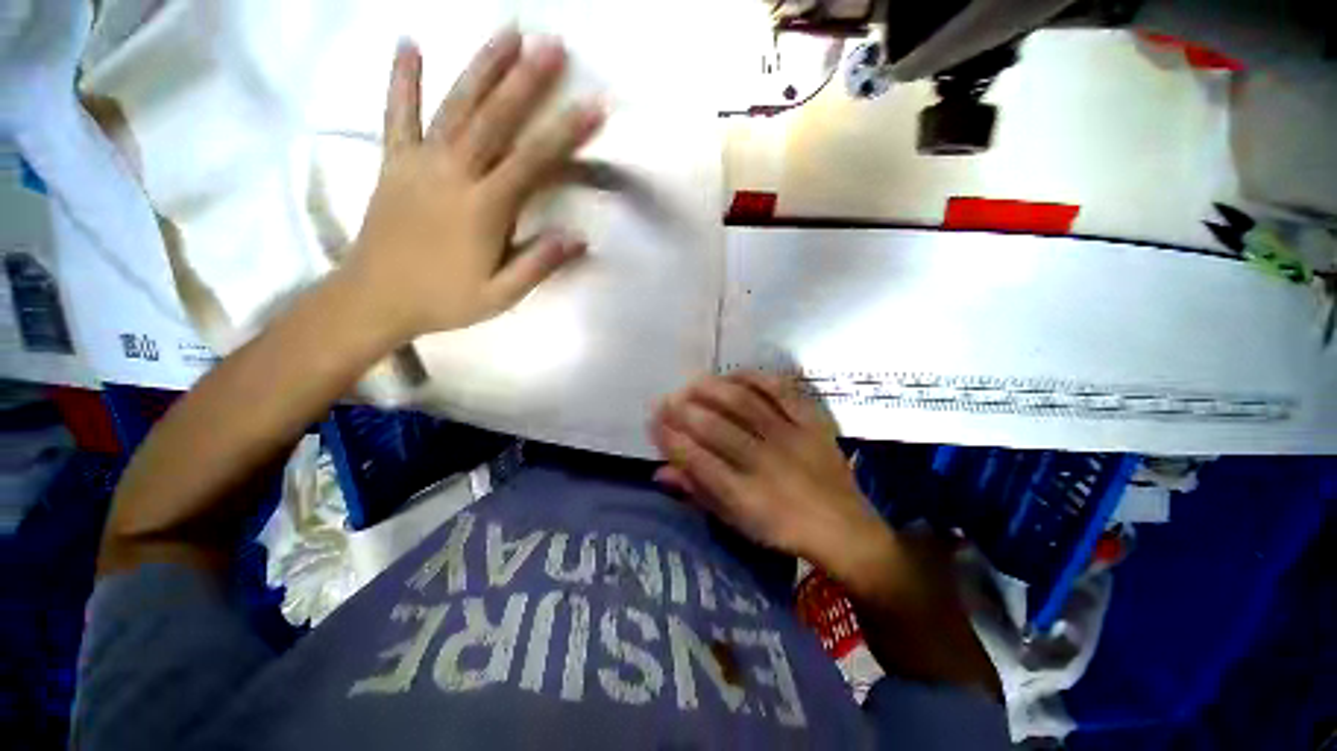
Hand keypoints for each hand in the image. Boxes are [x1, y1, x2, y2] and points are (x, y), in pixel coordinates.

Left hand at [341, 30, 604, 340]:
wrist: (375, 298)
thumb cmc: (444, 299)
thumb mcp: (500, 295)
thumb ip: (538, 265)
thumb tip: (578, 238)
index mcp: (484, 208)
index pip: (533, 161)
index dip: (566, 132)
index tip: (593, 106)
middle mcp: (454, 173)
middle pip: (495, 119)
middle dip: (527, 80)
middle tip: (552, 45)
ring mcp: (419, 162)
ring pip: (455, 105)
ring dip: (482, 67)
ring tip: (507, 33)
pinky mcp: (393, 162)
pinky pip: (397, 114)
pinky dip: (402, 79)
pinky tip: (408, 43)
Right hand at [650, 371, 885, 570]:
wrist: (844, 527)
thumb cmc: (782, 529)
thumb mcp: (736, 522)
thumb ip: (698, 493)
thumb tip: (661, 470)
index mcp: (746, 496)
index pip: (697, 460)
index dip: (670, 438)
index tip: (653, 422)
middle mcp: (767, 463)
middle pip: (716, 428)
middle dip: (683, 411)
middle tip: (665, 400)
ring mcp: (792, 437)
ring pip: (744, 403)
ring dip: (712, 390)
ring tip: (691, 384)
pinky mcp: (813, 421)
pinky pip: (781, 390)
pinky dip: (754, 378)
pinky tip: (734, 375)